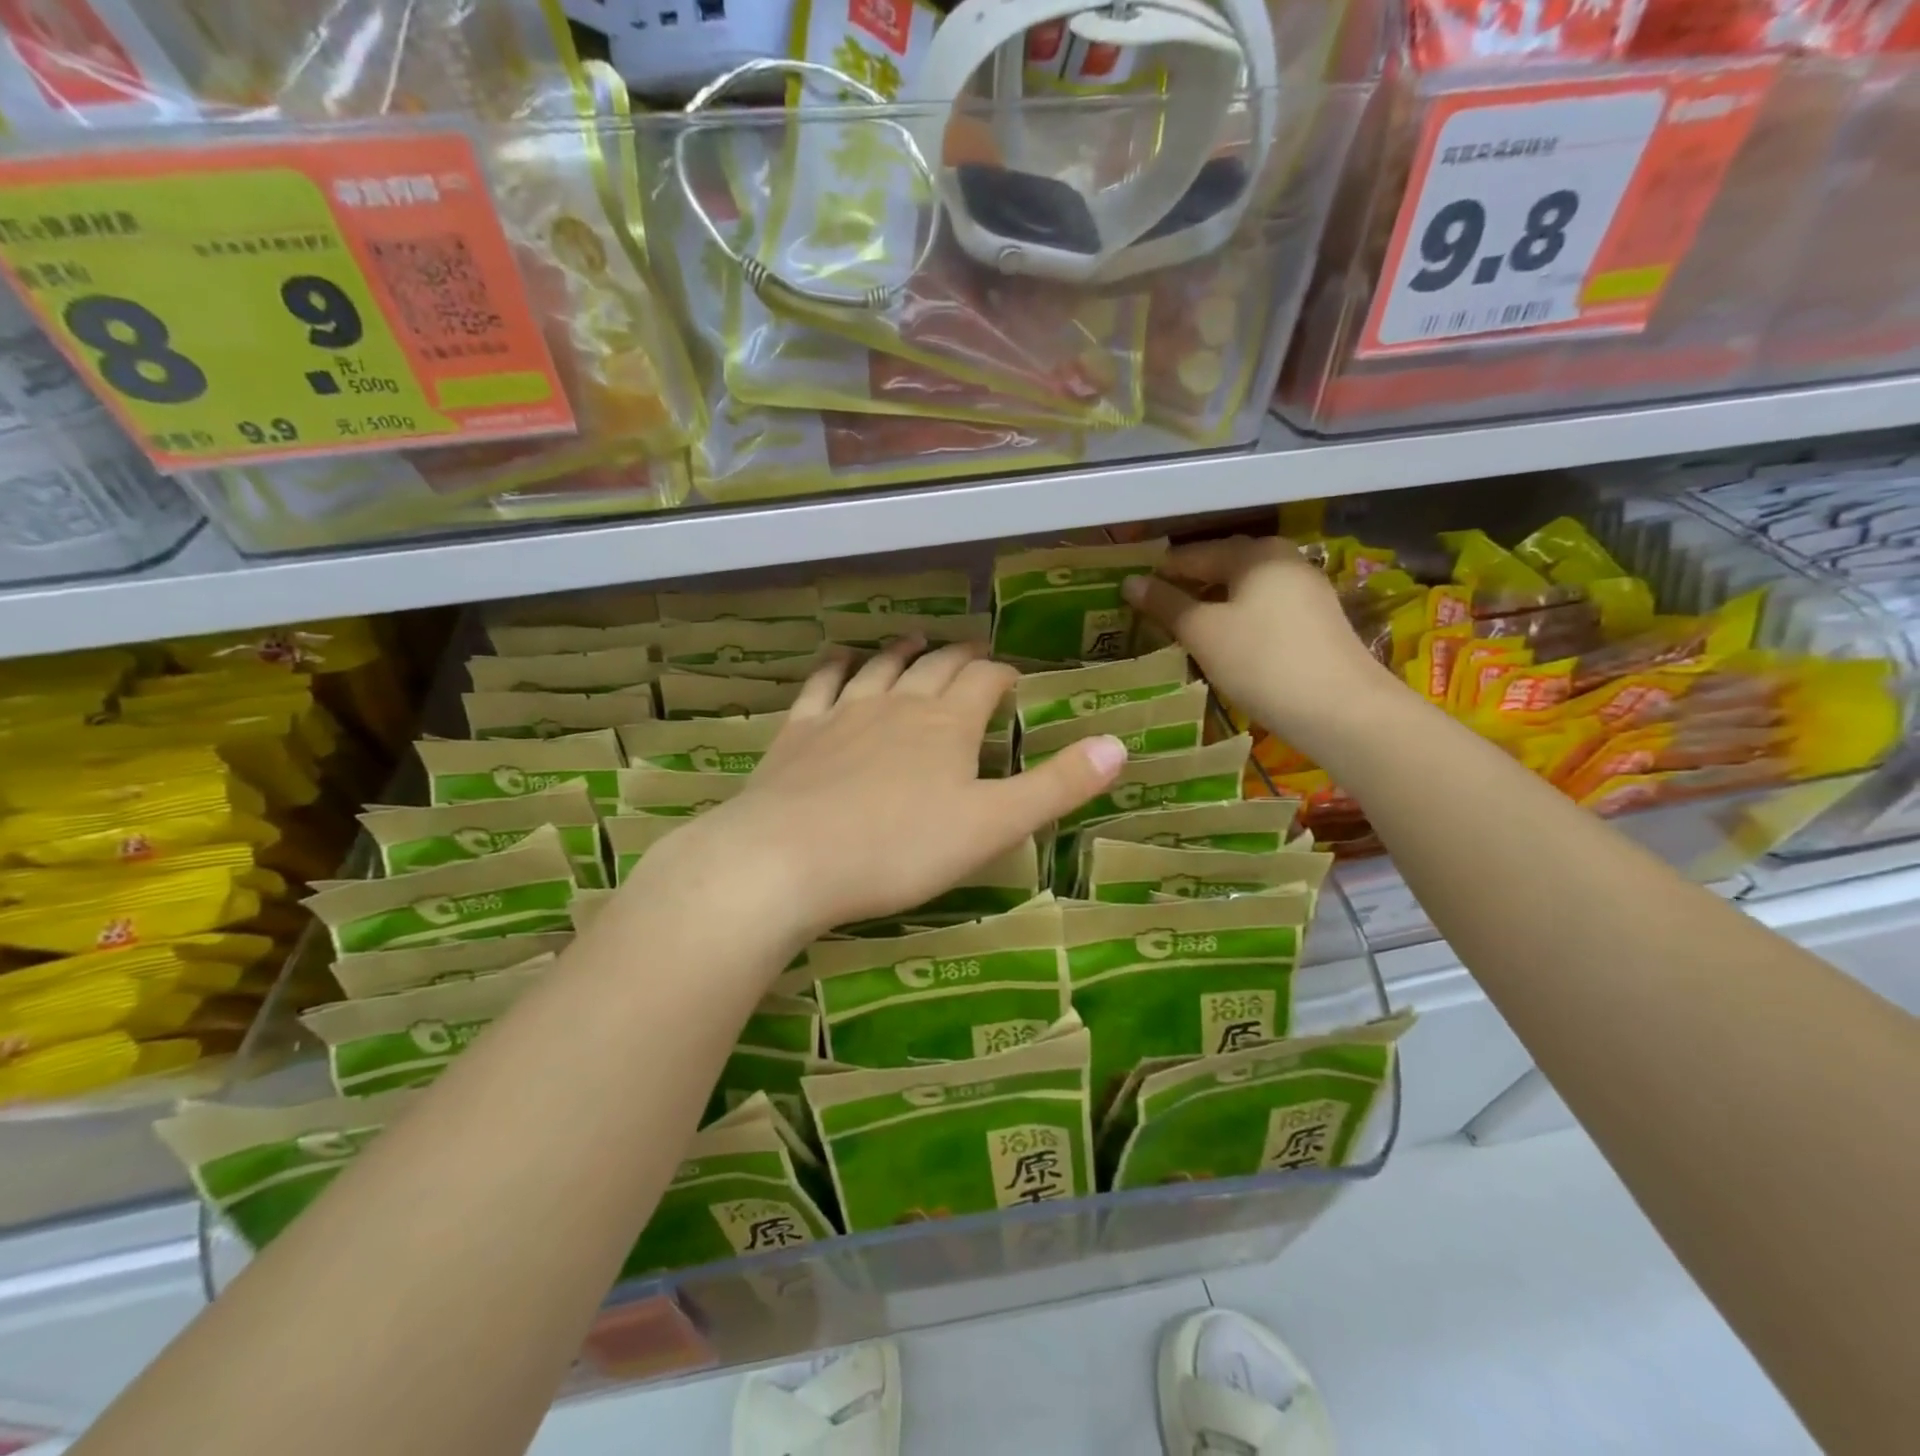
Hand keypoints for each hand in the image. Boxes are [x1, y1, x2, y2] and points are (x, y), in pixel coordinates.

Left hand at [646, 640, 1126, 946]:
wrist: (788, 859)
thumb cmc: (900, 848)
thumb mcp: (992, 825)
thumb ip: (1056, 786)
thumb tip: (1119, 744)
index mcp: (948, 725)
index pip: (985, 682)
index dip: (1003, 675)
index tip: (1014, 677)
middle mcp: (898, 704)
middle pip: (935, 667)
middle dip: (959, 657)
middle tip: (972, 651)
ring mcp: (843, 713)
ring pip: (880, 666)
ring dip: (903, 650)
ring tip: (916, 639)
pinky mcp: (799, 732)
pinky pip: (821, 684)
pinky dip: (836, 666)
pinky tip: (840, 660)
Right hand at [1123, 535, 1395, 754]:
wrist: (1341, 710)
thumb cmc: (1261, 662)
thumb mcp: (1203, 632)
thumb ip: (1165, 604)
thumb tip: (1130, 583)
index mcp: (1254, 553)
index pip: (1193, 554)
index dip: (1159, 572)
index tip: (1130, 591)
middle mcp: (1284, 560)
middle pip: (1222, 567)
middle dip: (1187, 586)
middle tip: (1152, 609)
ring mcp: (1306, 591)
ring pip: (1244, 590)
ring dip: (1211, 605)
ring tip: (1180, 628)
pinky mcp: (1316, 622)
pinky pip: (1264, 610)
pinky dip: (1237, 620)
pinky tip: (1222, 643)